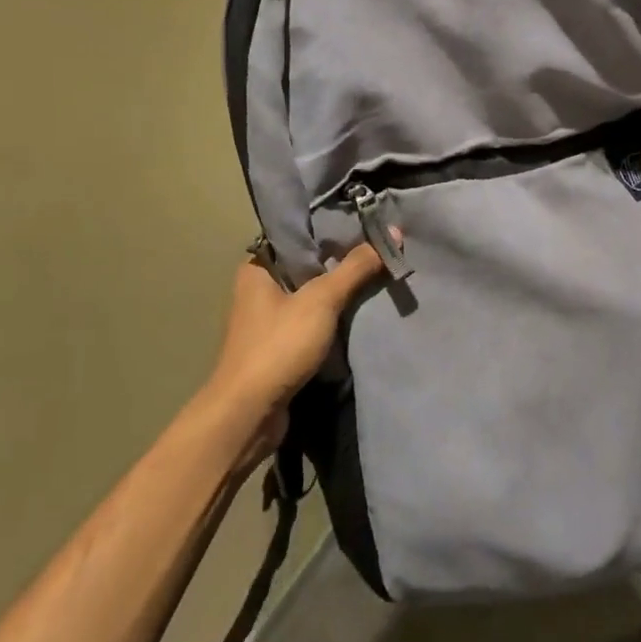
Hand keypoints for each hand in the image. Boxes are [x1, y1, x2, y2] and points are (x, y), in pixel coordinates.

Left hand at [192, 244, 386, 468]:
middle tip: (378, 254)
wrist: (249, 413)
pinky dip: (332, 322)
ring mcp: (266, 323)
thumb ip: (355, 268)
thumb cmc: (279, 345)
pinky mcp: (277, 349)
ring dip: (338, 296)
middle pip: (306, 268)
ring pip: (310, 299)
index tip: (365, 228)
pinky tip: (359, 317)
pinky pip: (310, 325)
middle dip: (340, 265)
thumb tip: (392, 233)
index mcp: (257, 268)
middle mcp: (257, 291)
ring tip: (376, 280)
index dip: (330, 232)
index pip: (297, 237)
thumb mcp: (321, 300)